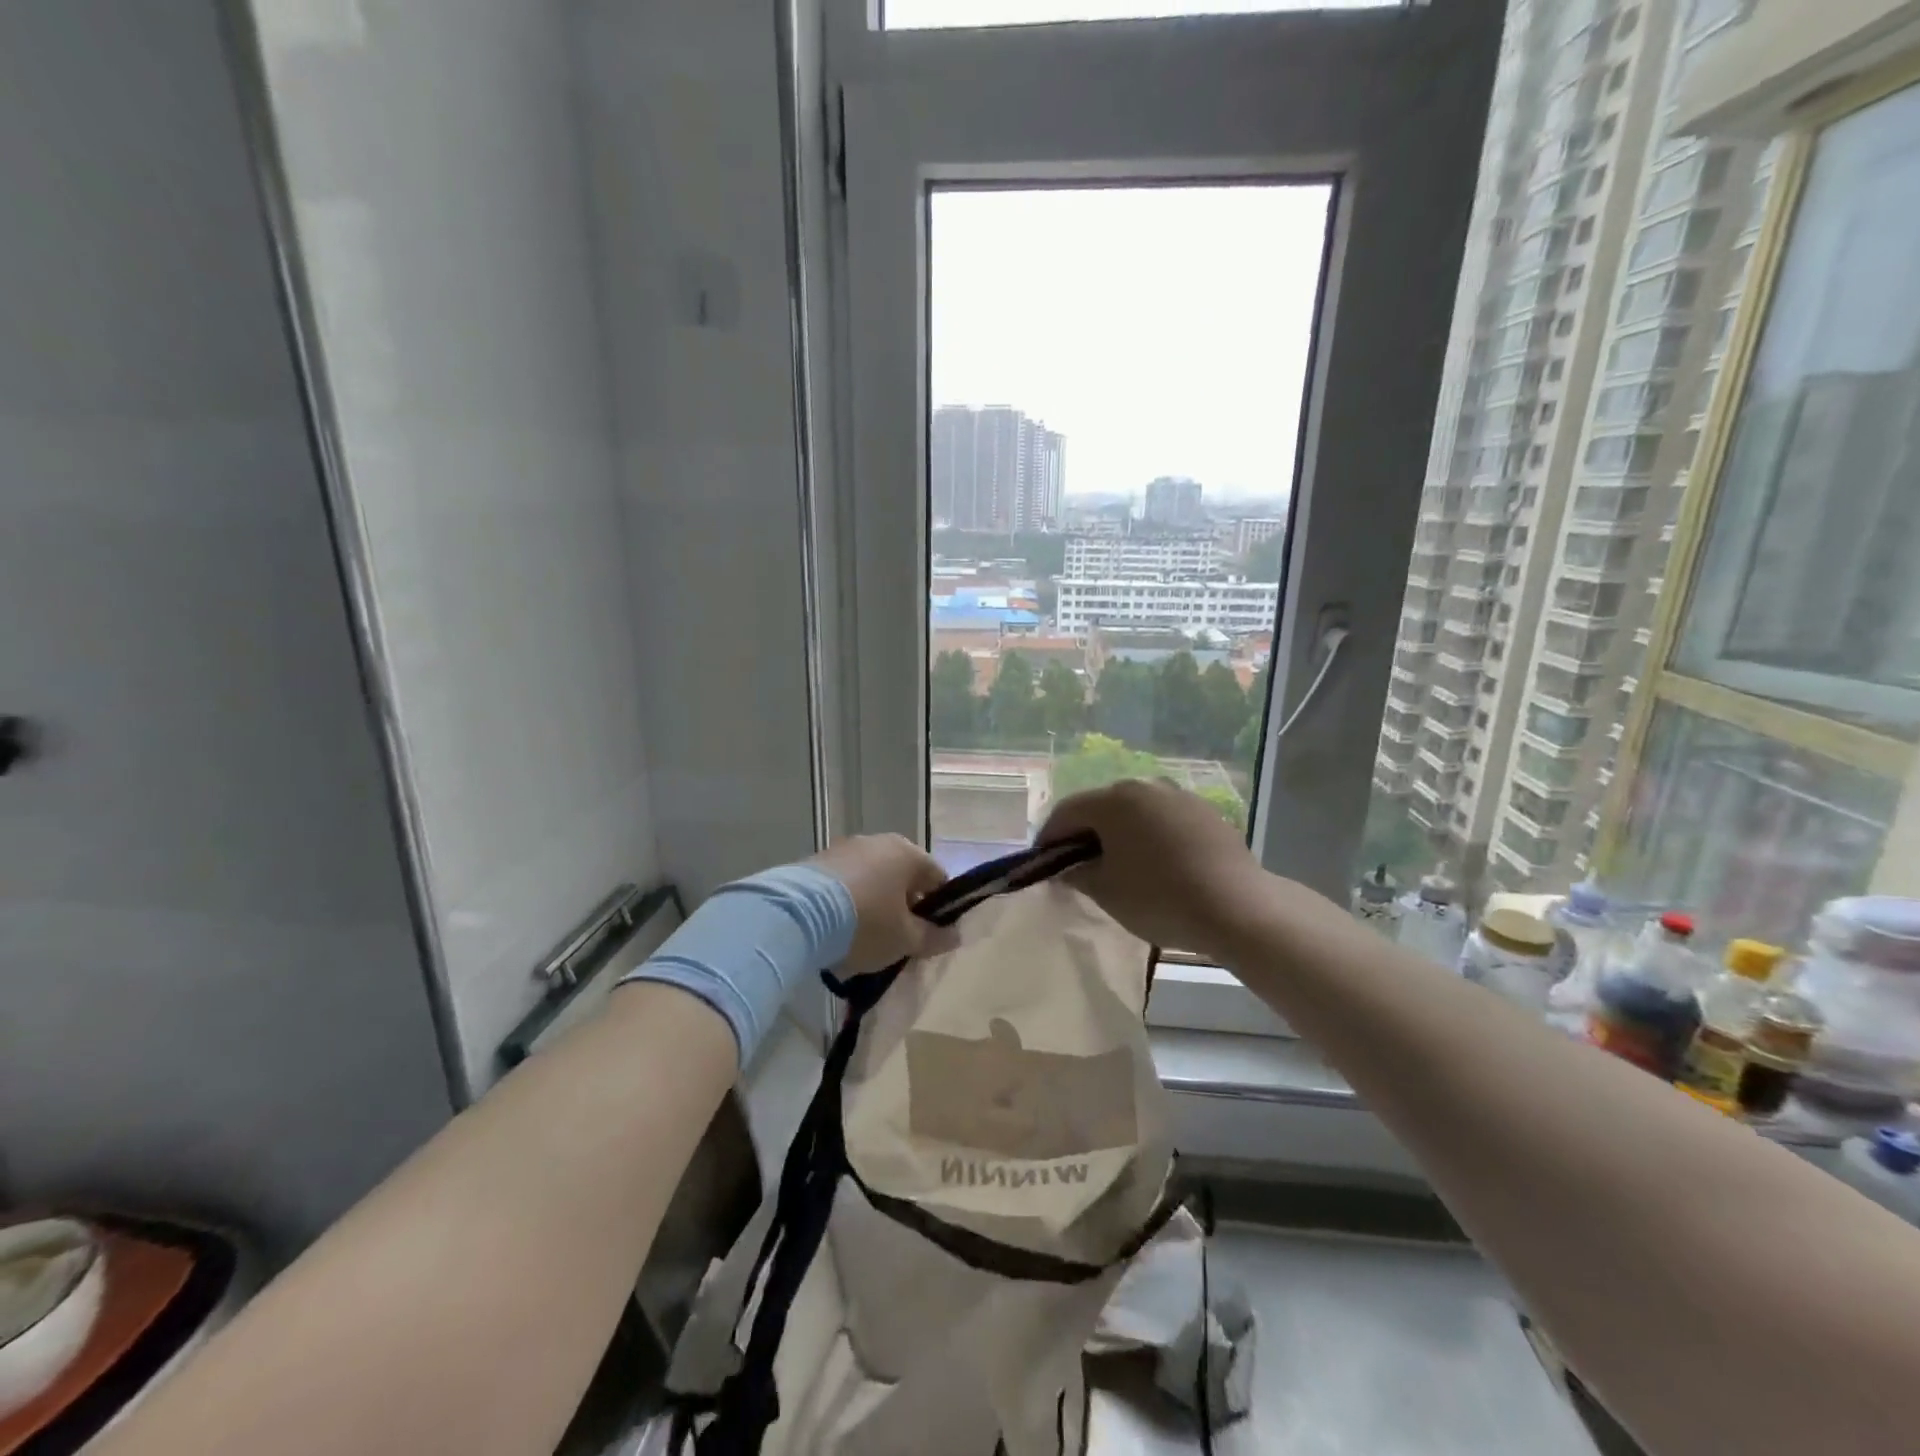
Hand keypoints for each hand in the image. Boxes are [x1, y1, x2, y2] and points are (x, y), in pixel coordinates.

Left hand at [807, 834, 954, 974]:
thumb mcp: (905, 940)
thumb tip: (954, 935)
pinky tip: (836, 928)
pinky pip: (843, 883)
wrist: (797, 915)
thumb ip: (933, 937)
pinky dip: (846, 902)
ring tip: (862, 938)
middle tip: (897, 940)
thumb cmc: (866, 924)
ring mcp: (844, 848)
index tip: (929, 935)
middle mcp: (878, 842)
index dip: (939, 908)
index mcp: (907, 853)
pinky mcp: (816, 861)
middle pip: (902, 876)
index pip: (937, 877)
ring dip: (873, 903)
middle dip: (903, 907)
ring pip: (871, 878)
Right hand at [1039, 779, 1267, 957]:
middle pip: (1101, 806)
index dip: (1049, 837)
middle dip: (1084, 834)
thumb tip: (1067, 868)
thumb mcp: (1106, 891)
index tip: (1043, 863)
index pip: (1066, 812)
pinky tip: (1155, 863)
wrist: (1237, 907)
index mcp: (1113, 800)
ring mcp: (1179, 796)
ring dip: (1119, 833)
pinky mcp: (1205, 812)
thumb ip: (1077, 874)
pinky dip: (1149, 835)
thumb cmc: (1159, 898)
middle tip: (1078, 865)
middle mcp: (1144, 786)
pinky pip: (1163, 819)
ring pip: (1134, 811)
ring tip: (1118, 864)